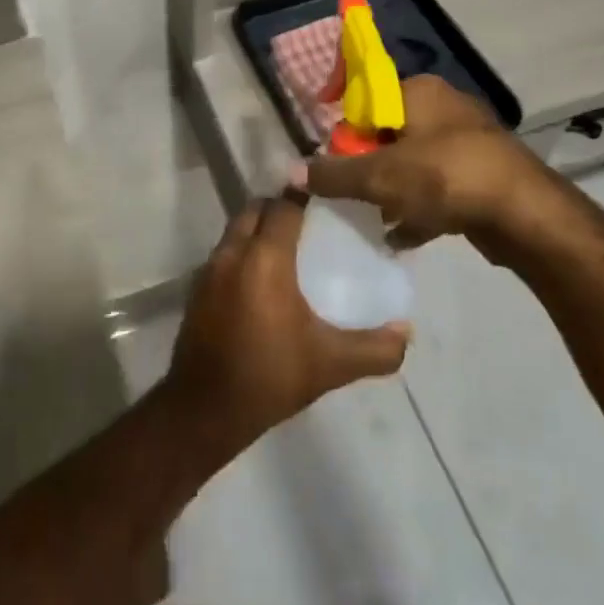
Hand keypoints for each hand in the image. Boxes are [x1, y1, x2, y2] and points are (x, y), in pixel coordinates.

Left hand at [163, 197, 408, 452]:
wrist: (205, 407)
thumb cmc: (270, 375)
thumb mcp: (331, 364)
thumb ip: (375, 348)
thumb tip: (405, 331)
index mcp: (265, 258)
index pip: (284, 206)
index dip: (304, 197)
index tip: (327, 200)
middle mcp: (233, 252)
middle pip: (256, 209)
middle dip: (279, 207)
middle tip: (309, 224)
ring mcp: (210, 269)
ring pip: (236, 229)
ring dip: (259, 228)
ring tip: (289, 248)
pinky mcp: (198, 288)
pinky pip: (225, 252)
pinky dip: (243, 251)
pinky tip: (262, 279)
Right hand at [301, 74, 590, 263]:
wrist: (527, 215)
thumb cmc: (446, 178)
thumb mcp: (380, 176)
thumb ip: (333, 174)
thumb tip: (291, 172)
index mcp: (418, 91)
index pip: (365, 103)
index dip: (345, 136)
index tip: (336, 168)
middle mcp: (444, 106)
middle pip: (388, 134)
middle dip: (368, 168)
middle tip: (354, 196)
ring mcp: (468, 140)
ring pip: (414, 163)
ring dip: (392, 191)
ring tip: (374, 218)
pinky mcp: (484, 173)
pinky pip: (439, 186)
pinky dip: (420, 207)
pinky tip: (402, 236)